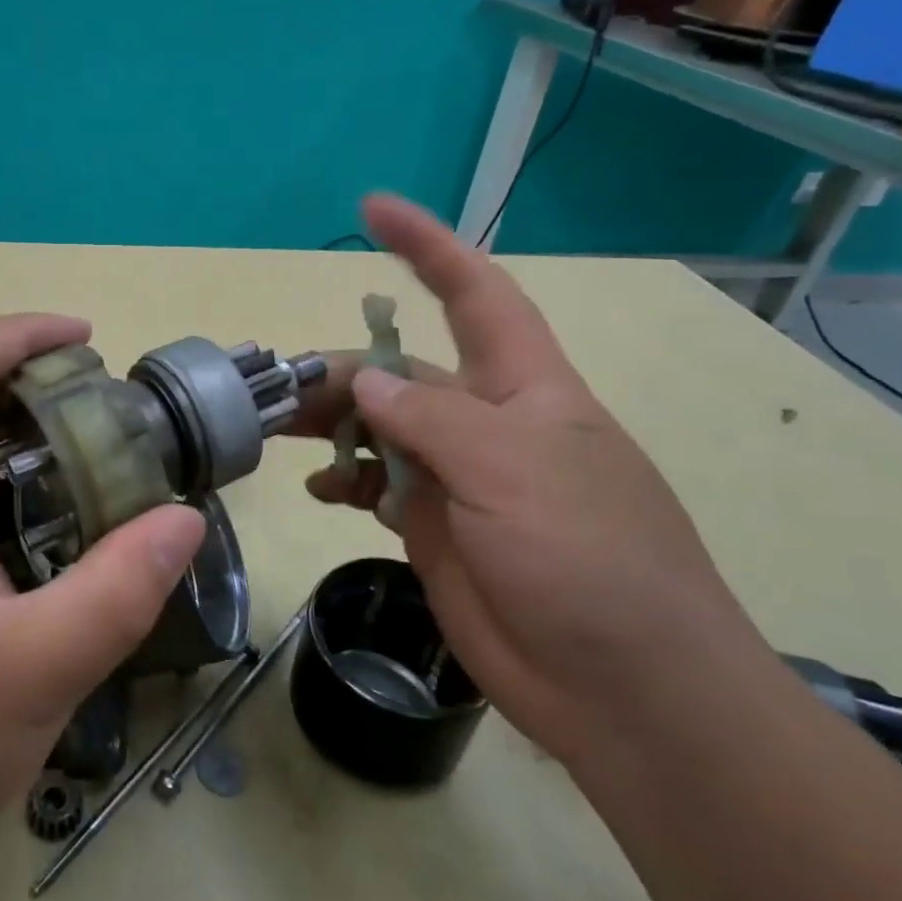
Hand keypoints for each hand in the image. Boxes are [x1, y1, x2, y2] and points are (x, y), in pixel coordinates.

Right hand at [294, 195, 768, 764]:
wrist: (622, 691)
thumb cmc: (588, 560)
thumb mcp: (512, 471)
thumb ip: (430, 419)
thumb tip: (366, 385)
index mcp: (523, 389)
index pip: (474, 294)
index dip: (426, 247)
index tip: (371, 209)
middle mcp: (485, 424)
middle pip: (401, 373)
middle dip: (343, 371)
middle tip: (279, 390)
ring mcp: (457, 478)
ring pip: (379, 430)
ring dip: (331, 426)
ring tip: (279, 434)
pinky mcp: (433, 528)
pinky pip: (376, 486)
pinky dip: (344, 481)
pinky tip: (318, 490)